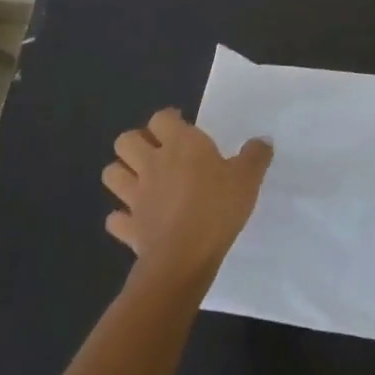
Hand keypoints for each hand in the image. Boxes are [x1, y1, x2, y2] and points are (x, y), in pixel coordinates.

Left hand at [101, 109, 271, 287]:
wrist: (185, 256)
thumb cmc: (218, 208)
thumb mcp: (248, 178)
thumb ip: (255, 155)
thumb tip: (262, 140)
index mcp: (181, 145)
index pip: (161, 118)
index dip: (169, 120)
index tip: (182, 127)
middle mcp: (152, 164)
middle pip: (126, 140)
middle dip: (137, 142)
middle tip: (157, 152)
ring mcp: (135, 196)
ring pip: (112, 173)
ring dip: (123, 173)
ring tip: (141, 180)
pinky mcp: (129, 227)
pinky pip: (115, 218)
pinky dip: (122, 217)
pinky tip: (137, 220)